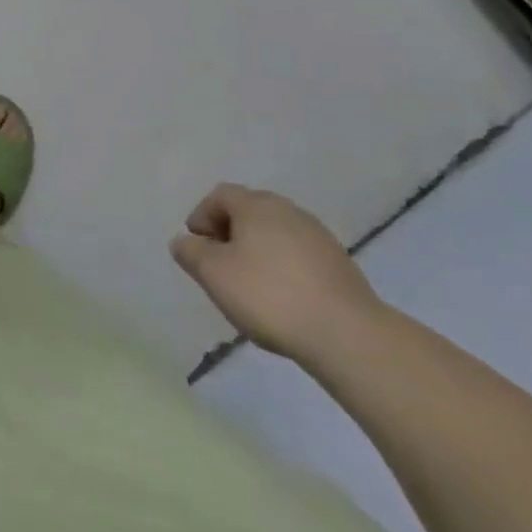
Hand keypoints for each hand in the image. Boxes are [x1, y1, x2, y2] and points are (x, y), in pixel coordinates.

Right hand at [170, 184, 382, 363]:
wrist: (348, 335)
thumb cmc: (270, 296)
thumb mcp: (214, 275)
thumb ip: (191, 253)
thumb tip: (183, 241)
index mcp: (256, 205)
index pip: (220, 195)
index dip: (202, 216)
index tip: (197, 246)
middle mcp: (287, 210)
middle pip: (249, 212)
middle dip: (229, 234)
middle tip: (219, 265)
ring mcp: (318, 236)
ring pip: (275, 234)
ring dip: (258, 251)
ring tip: (251, 286)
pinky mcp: (340, 265)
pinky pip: (299, 256)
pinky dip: (284, 268)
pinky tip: (283, 299)